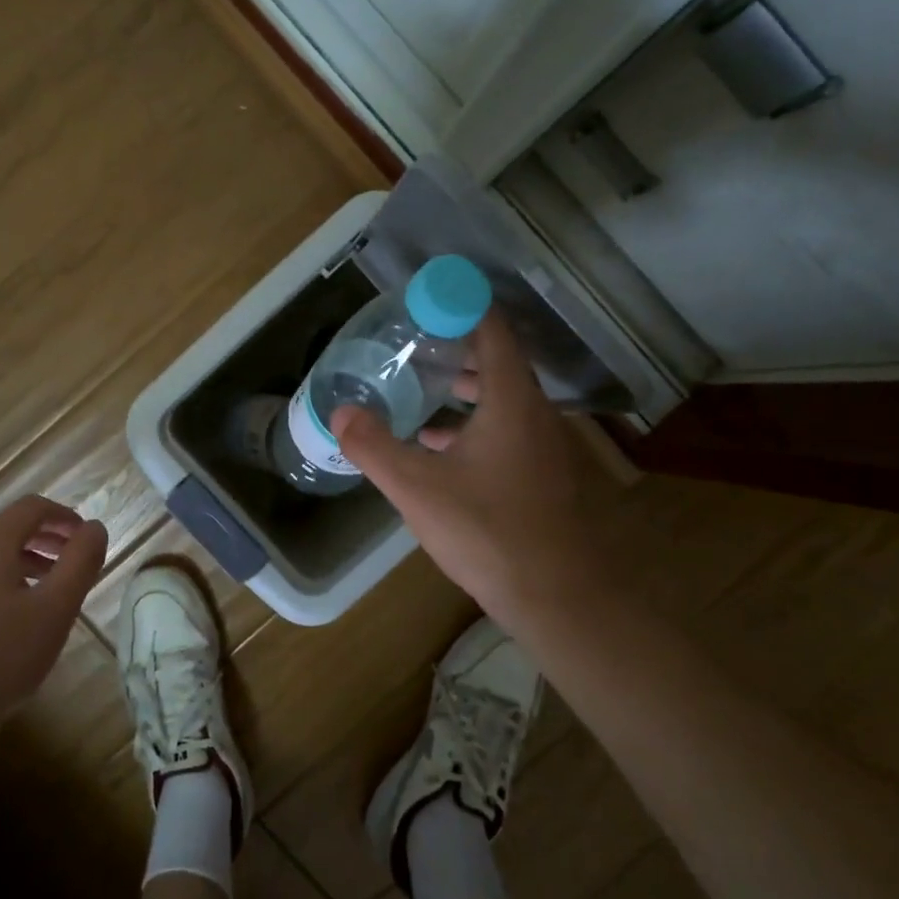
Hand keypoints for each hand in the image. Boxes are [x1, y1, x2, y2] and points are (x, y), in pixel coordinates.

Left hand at [0, 495, 106, 747]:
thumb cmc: (0, 657)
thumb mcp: (55, 610)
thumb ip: (80, 563)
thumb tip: (95, 528)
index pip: (32, 508)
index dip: (65, 517)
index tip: (85, 539)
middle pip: (7, 530)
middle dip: (44, 541)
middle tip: (71, 566)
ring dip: (20, 565)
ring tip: (44, 597)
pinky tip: (5, 625)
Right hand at [330, 311, 606, 633]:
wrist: (558, 597)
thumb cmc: (488, 531)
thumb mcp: (417, 488)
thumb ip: (374, 447)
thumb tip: (340, 412)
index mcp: (510, 401)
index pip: (491, 331)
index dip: (461, 308)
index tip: (427, 300)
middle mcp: (535, 414)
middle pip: (497, 363)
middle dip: (456, 348)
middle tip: (413, 344)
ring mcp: (545, 446)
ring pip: (502, 400)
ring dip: (465, 390)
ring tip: (421, 388)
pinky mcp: (543, 475)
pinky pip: (506, 430)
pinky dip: (475, 424)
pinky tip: (440, 447)